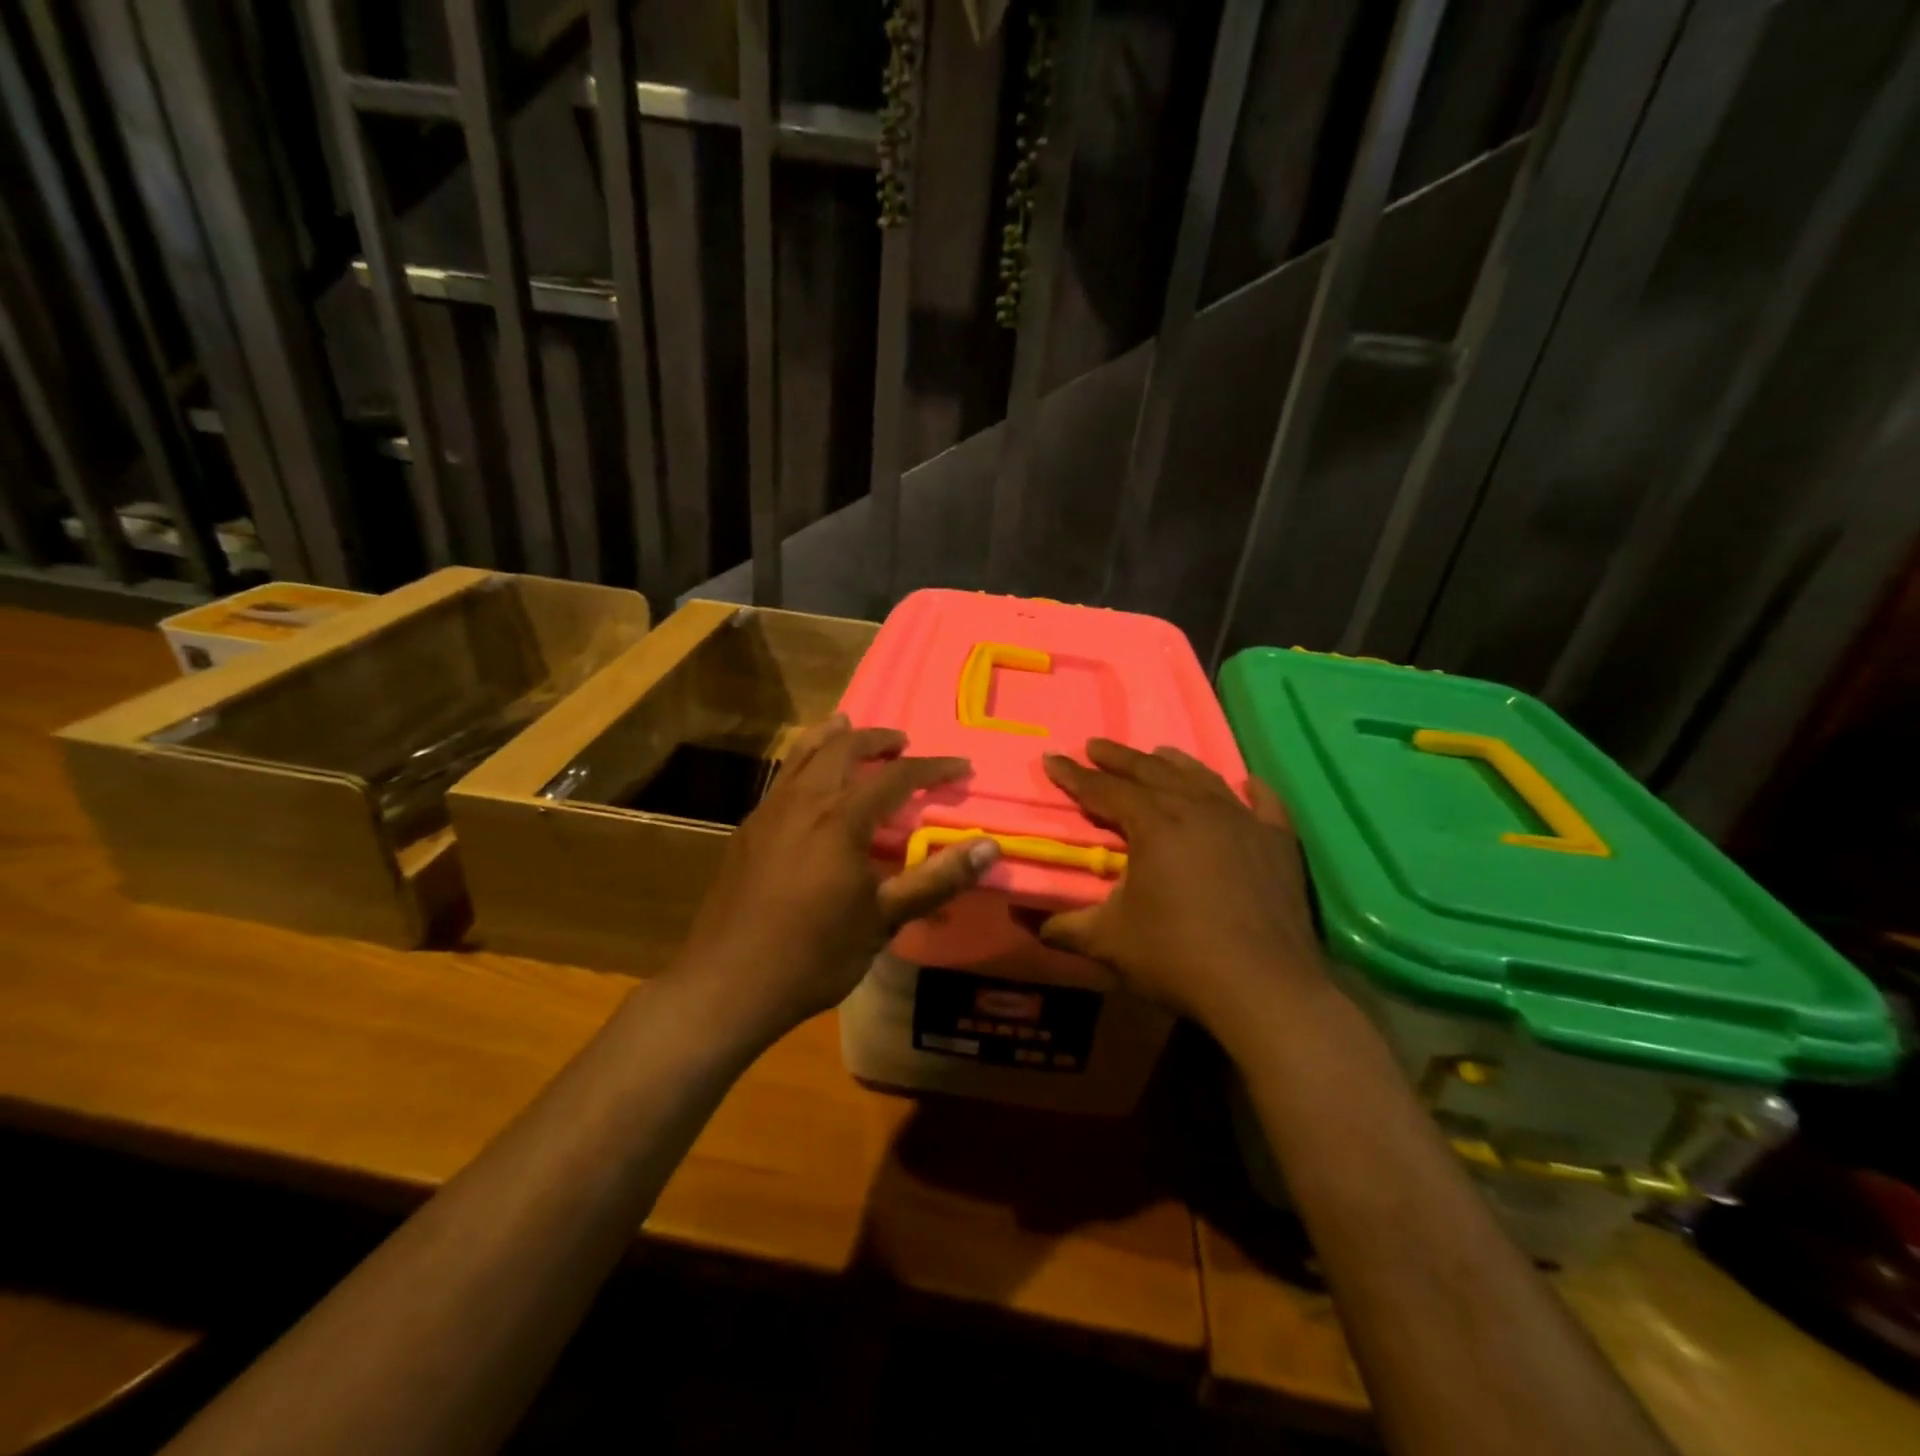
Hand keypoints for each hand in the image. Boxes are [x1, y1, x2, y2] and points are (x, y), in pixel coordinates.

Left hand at [672, 714, 998, 1036]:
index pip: (897, 776)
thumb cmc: (813, 955)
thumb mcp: (883, 921)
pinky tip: (808, 783)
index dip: (933, 767)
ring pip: (803, 754)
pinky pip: (782, 777)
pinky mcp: (747, 830)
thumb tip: (990, 847)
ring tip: (848, 726)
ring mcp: (769, 812)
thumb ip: (936, 880)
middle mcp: (803, 802)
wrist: (726, 984)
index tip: (961, 766)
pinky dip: (804, 761)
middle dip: (878, 739)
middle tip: (902, 744)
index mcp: (841, 820)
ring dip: (834, 737)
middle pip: (843, 748)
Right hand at [1037, 739, 1326, 1032]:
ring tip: (1157, 752)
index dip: (1074, 776)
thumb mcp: (1108, 943)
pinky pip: (1265, 804)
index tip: (1052, 758)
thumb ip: (1064, 926)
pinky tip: (1247, 782)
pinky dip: (1252, 789)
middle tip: (1095, 746)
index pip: (1104, 791)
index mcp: (1154, 826)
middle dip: (1118, 758)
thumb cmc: (1178, 958)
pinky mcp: (1280, 843)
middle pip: (1151, 772)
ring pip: (1202, 779)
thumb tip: (1025, 920)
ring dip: (1174, 764)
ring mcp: (1244, 822)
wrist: (1265, 988)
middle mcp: (1198, 810)